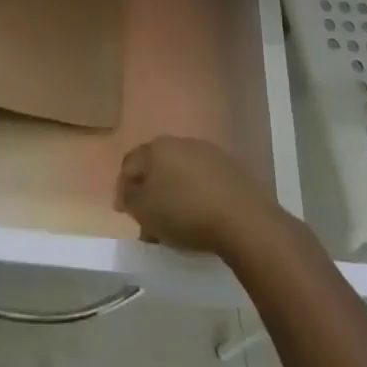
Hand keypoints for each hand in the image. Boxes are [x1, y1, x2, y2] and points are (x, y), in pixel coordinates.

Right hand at [114, 137, 269, 253]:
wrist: (244, 220)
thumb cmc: (185, 213)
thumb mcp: (144, 211)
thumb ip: (130, 198)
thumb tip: (131, 192)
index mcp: (156, 148)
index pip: (129, 164)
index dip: (123, 189)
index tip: (124, 213)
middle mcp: (181, 142)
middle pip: (156, 167)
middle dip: (150, 192)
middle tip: (148, 220)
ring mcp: (209, 154)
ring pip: (181, 174)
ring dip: (174, 195)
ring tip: (175, 223)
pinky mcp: (232, 169)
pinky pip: (204, 182)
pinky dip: (196, 196)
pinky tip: (200, 218)